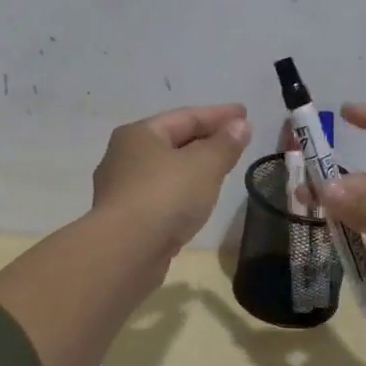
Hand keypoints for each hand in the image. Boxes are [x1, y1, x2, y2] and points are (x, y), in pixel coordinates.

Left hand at [91, 103, 251, 255]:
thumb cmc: (165, 196)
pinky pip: (160, 196)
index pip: (185, 116)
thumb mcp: (204, 165)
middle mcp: (123, 156)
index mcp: (139, 134)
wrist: (124, 252)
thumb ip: (225, 144)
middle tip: (235, 140)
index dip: (219, 114)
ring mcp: (121, 190)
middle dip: (205, 139)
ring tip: (219, 170)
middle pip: (172, 141)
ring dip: (193, 167)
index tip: (245, 113)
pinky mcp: (124, 220)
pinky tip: (196, 202)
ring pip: (165, 171)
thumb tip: (240, 125)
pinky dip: (182, 192)